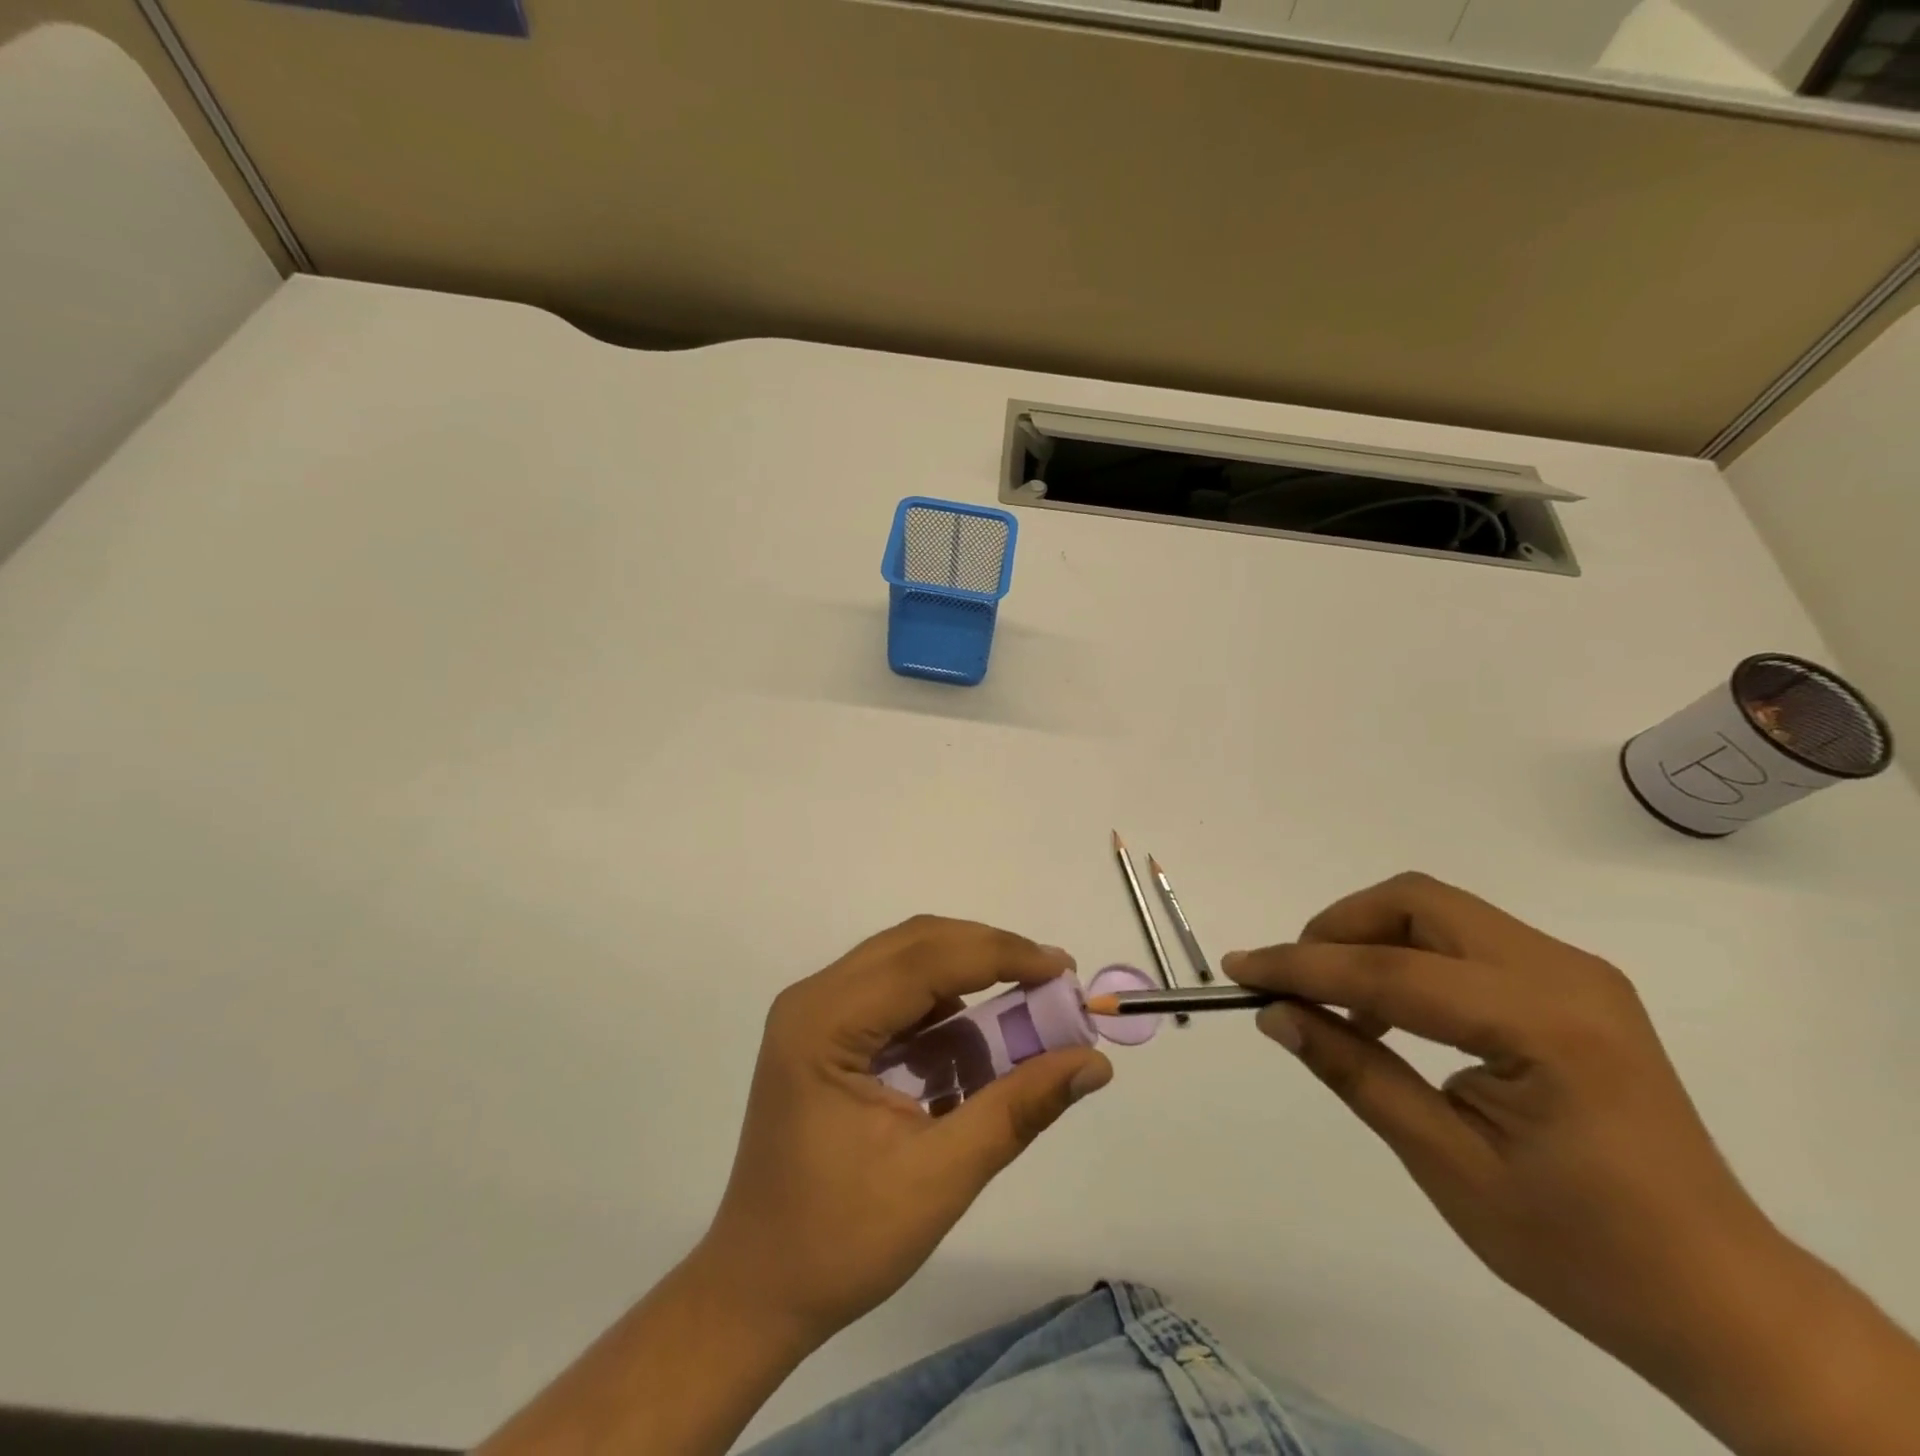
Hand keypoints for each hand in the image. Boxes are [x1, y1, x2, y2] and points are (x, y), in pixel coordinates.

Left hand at [696, 915, 1112, 1346]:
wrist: (758, 1291)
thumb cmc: (841, 1241)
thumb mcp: (941, 1176)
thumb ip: (1019, 1108)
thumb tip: (1093, 1061)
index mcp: (825, 1022)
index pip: (925, 959)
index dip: (1001, 954)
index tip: (1063, 969)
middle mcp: (814, 998)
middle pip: (915, 946)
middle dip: (989, 957)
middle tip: (1051, 983)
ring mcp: (815, 1013)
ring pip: (907, 964)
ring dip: (968, 982)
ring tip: (1023, 1016)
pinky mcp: (825, 1034)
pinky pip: (895, 998)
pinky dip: (942, 1012)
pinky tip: (973, 1051)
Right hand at [1225, 873, 1919, 1455]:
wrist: (1718, 1296)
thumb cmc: (1582, 1250)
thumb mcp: (1448, 1166)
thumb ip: (1356, 1073)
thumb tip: (1277, 1015)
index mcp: (1545, 1027)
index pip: (1392, 972)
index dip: (1303, 966)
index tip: (1239, 968)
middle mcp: (1566, 974)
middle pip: (1419, 901)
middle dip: (1340, 928)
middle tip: (1295, 980)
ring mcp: (1576, 972)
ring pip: (1441, 909)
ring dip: (1372, 936)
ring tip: (1336, 999)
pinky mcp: (1573, 983)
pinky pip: (1467, 938)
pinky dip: (1410, 954)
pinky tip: (1393, 1010)